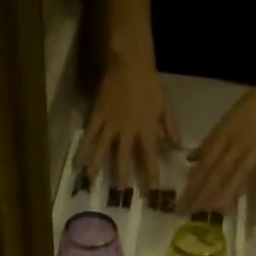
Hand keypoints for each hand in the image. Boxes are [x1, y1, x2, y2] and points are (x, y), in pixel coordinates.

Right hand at [79, 52, 181, 188]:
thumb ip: (171, 128)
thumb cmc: (151, 84)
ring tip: (91, 183)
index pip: (150, 157)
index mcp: (146, 129)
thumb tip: (178, 148)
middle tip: (120, 193)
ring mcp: (110, 123)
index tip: (152, 191)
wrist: (130, 62)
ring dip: (97, 167)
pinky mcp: (97, 115)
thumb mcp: (166, 106)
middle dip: (122, 177)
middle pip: (123, 158)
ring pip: (101, 150)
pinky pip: (88, 135)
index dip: (151, 175)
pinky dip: (82, 150)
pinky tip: (77, 163)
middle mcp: (127, 130)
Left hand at [182, 79, 255, 226]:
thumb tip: (191, 160)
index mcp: (225, 135)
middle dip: (203, 195)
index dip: (194, 184)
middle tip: (192, 213)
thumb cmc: (253, 105)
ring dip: (227, 196)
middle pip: (218, 173)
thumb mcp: (227, 119)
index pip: (205, 164)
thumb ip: (210, 141)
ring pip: (239, 177)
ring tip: (215, 214)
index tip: (183, 202)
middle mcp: (238, 145)